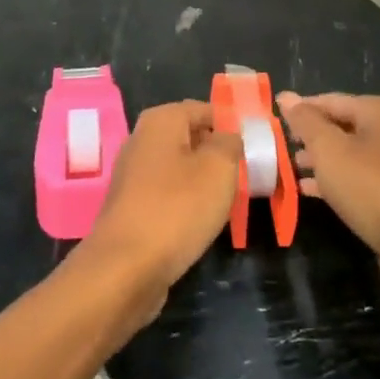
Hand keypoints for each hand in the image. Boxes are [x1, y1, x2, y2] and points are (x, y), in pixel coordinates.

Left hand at [77, 101, 240, 323]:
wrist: (126, 268)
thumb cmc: (177, 208)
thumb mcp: (219, 168)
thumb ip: (230, 144)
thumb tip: (229, 137)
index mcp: (161, 120)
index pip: (205, 110)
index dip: (231, 126)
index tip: (254, 149)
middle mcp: (142, 139)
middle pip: (190, 138)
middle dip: (217, 155)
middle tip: (245, 176)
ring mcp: (132, 175)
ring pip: (179, 168)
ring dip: (203, 182)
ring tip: (227, 201)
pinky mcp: (130, 207)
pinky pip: (167, 194)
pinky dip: (185, 203)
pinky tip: (200, 222)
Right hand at [277, 91, 379, 289]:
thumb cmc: (368, 185)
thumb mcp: (328, 149)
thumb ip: (305, 121)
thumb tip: (286, 95)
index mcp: (376, 110)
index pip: (328, 100)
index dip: (300, 110)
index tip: (271, 122)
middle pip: (338, 126)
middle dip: (308, 137)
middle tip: (277, 146)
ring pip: (345, 153)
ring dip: (317, 160)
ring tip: (288, 168)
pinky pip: (354, 178)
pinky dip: (331, 180)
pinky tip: (307, 190)